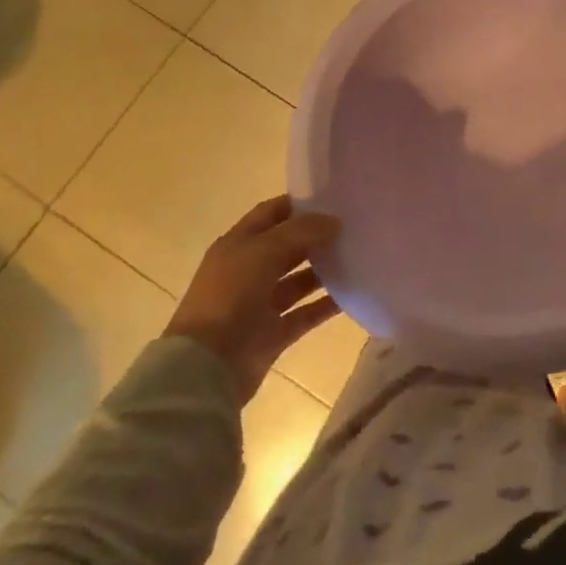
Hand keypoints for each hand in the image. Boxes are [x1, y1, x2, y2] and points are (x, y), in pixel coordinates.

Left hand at [164, 195, 341, 404]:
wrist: (206, 367)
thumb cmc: (230, 297)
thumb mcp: (263, 251)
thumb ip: (301, 231)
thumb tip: (333, 221)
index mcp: (238, 245)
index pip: (271, 213)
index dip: (299, 204)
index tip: (334, 198)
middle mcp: (249, 271)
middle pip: (288, 246)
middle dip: (317, 236)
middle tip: (355, 226)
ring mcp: (261, 304)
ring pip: (299, 280)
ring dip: (325, 270)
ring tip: (359, 256)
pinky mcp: (274, 334)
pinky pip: (306, 313)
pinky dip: (327, 305)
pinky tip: (354, 293)